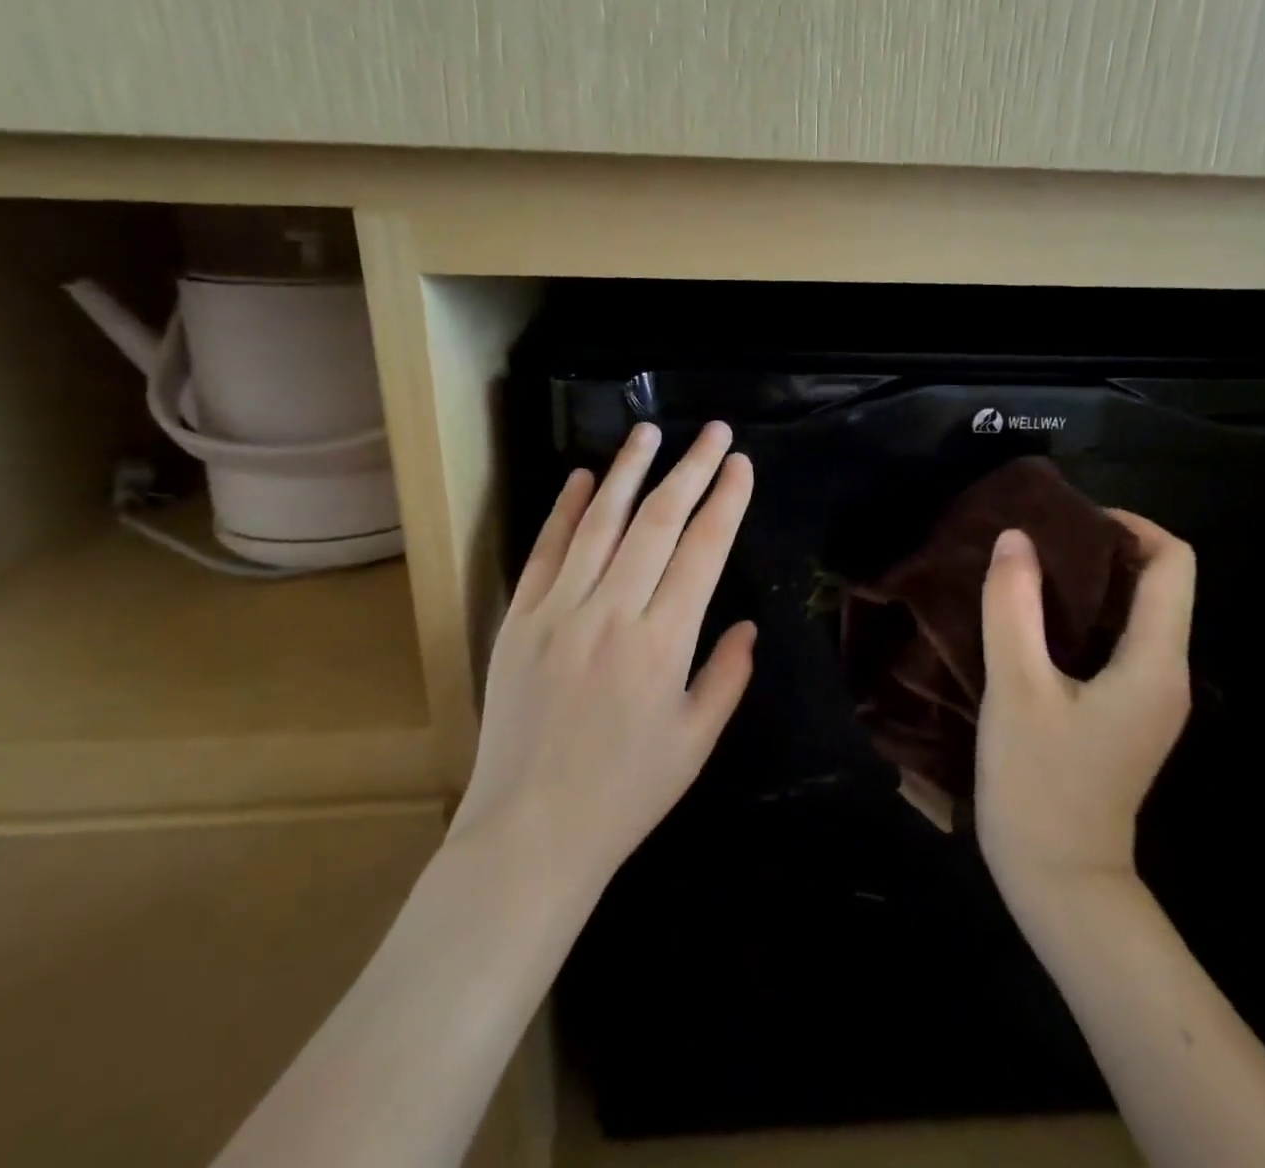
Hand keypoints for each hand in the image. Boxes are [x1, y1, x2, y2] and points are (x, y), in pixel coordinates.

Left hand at [451, 422, 755, 891]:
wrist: (530, 834)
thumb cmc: (626, 793)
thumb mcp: (696, 741)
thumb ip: (727, 676)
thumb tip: (746, 625)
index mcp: (663, 643)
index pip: (703, 551)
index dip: (726, 502)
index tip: (742, 465)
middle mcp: (612, 613)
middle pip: (658, 522)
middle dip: (691, 469)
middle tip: (714, 431)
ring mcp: (558, 611)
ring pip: (600, 523)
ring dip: (628, 471)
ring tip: (649, 431)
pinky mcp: (519, 620)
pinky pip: (545, 552)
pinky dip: (566, 510)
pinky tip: (585, 478)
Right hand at [974, 511, 1195, 910]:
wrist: (1060, 881)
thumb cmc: (1040, 783)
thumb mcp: (1016, 688)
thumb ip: (1014, 607)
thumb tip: (1016, 538)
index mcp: (1155, 662)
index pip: (1173, 564)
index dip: (1129, 525)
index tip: (1068, 518)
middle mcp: (1167, 674)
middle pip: (1156, 584)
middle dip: (1101, 548)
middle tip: (1036, 537)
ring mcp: (1149, 698)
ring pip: (1133, 614)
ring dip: (1087, 583)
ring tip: (1027, 568)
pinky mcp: (1125, 715)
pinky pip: (1115, 643)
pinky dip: (1080, 617)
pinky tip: (1032, 619)